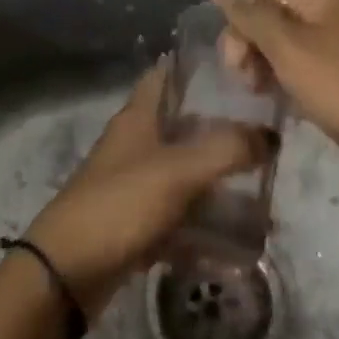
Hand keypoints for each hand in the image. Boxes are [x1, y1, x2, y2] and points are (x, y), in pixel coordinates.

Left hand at [0, 59, 272, 338]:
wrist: (67, 271)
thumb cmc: (120, 204)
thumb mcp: (178, 171)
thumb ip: (226, 149)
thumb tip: (270, 136)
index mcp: (138, 117)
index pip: (166, 74)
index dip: (197, 67)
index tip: (239, 69)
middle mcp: (136, 144)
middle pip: (182, 125)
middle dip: (221, 130)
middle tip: (266, 135)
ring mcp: (135, 185)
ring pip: (184, 174)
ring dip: (217, 183)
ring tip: (263, 191)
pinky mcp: (136, 224)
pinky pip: (179, 218)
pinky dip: (204, 228)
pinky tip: (239, 243)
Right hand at [212, 0, 338, 259]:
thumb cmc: (338, 87)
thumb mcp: (288, 47)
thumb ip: (252, 15)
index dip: (241, 25)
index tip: (234, 63)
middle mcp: (330, 14)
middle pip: (271, 19)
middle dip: (250, 46)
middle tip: (246, 80)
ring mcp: (337, 46)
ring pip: (281, 46)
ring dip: (262, 65)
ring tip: (259, 92)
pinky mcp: (338, 76)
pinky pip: (297, 67)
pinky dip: (282, 79)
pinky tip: (277, 98)